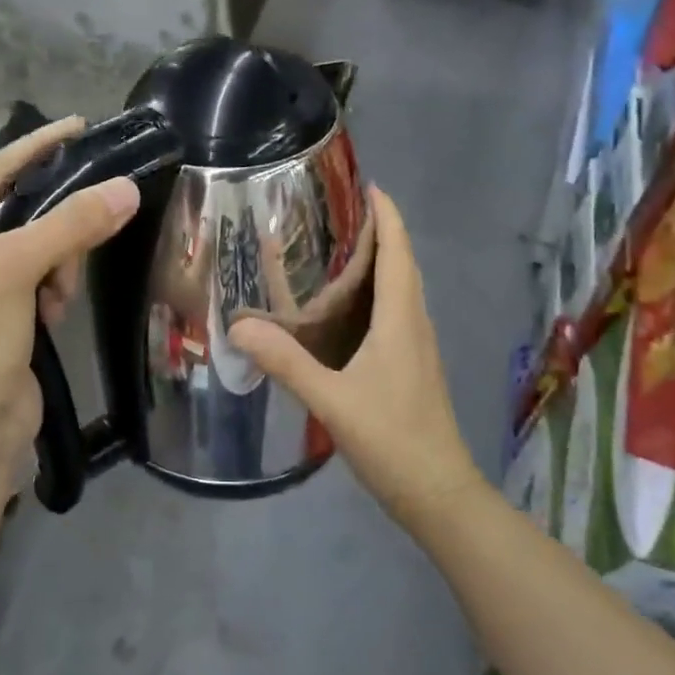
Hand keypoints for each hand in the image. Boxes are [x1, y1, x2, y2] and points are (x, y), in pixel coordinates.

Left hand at [0, 118, 139, 497]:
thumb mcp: (17, 269)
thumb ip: (71, 224)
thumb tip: (126, 189)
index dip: (35, 149)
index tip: (78, 125)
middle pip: (15, 214)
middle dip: (51, 232)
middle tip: (75, 250)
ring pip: (32, 249)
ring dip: (54, 268)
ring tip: (54, 299)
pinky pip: (35, 280)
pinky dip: (51, 291)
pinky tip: (51, 315)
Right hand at [228, 186, 476, 523]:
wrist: (437, 492)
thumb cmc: (392, 439)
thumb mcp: (331, 399)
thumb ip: (285, 362)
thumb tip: (238, 326)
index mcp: (401, 320)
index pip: (398, 250)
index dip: (386, 214)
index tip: (363, 183)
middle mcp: (414, 324)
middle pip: (401, 264)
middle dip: (377, 232)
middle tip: (331, 215)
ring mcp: (416, 348)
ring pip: (399, 291)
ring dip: (376, 264)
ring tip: (331, 253)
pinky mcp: (411, 369)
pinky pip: (394, 316)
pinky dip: (372, 298)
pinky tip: (341, 314)